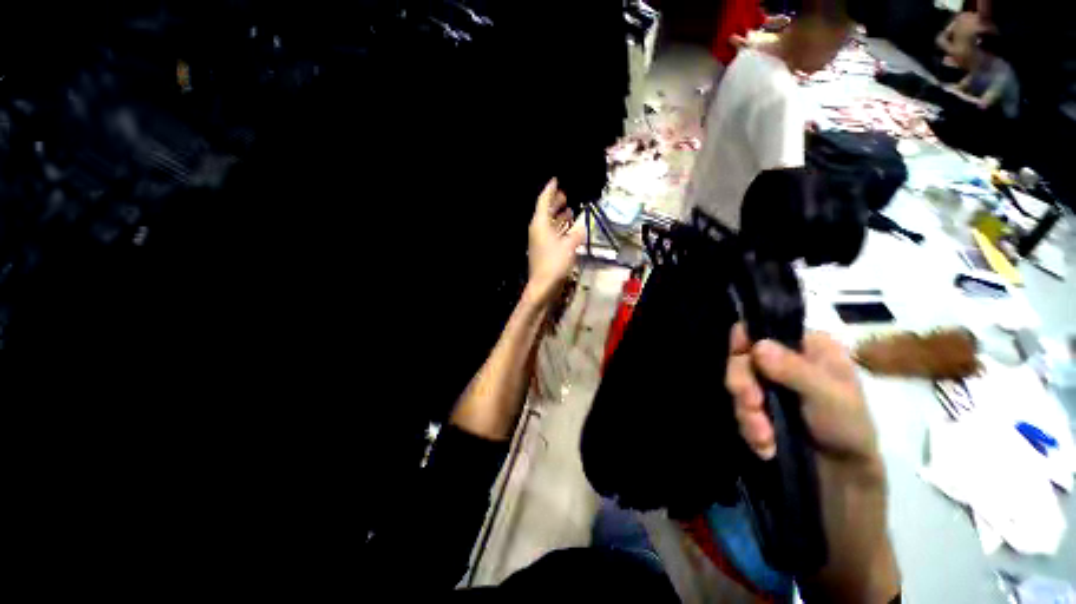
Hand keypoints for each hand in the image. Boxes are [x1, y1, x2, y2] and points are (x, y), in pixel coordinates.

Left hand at [525, 178, 585, 305]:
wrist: (543, 286)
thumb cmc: (554, 263)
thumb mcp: (569, 246)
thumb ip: (576, 234)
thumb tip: (581, 228)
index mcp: (540, 224)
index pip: (544, 201)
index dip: (550, 190)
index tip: (556, 179)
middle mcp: (538, 230)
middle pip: (546, 211)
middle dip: (555, 202)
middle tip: (565, 194)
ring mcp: (540, 241)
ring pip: (549, 223)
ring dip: (558, 216)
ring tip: (569, 209)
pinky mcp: (544, 251)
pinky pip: (552, 233)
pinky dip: (560, 228)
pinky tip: (569, 229)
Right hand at [725, 323, 878, 464]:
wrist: (845, 472)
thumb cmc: (848, 427)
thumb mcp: (829, 396)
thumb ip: (794, 370)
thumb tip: (758, 346)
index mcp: (805, 346)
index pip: (762, 329)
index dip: (743, 340)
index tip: (741, 360)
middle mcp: (782, 359)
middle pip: (742, 358)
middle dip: (743, 386)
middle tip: (752, 406)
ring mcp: (768, 383)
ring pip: (738, 385)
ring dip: (747, 413)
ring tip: (764, 438)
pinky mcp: (759, 405)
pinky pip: (740, 408)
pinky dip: (749, 428)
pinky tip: (765, 446)